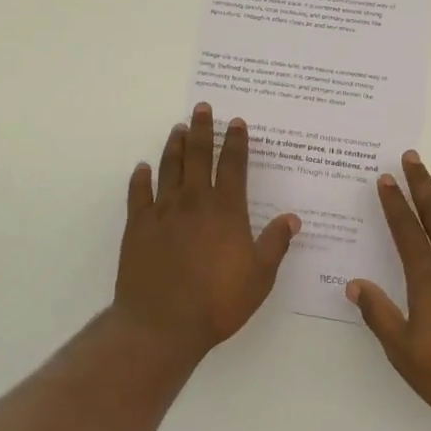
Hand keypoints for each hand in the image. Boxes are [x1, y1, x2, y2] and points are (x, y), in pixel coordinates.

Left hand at [113, 103, 300, 359]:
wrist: (162, 324)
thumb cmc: (217, 302)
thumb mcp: (259, 277)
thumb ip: (275, 244)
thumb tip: (292, 218)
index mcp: (225, 209)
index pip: (232, 165)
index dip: (235, 142)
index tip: (236, 122)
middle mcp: (194, 201)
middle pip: (198, 155)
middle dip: (202, 129)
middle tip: (202, 107)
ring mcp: (163, 211)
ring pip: (169, 167)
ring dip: (175, 145)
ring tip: (178, 128)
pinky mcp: (138, 225)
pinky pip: (139, 193)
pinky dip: (140, 178)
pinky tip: (142, 168)